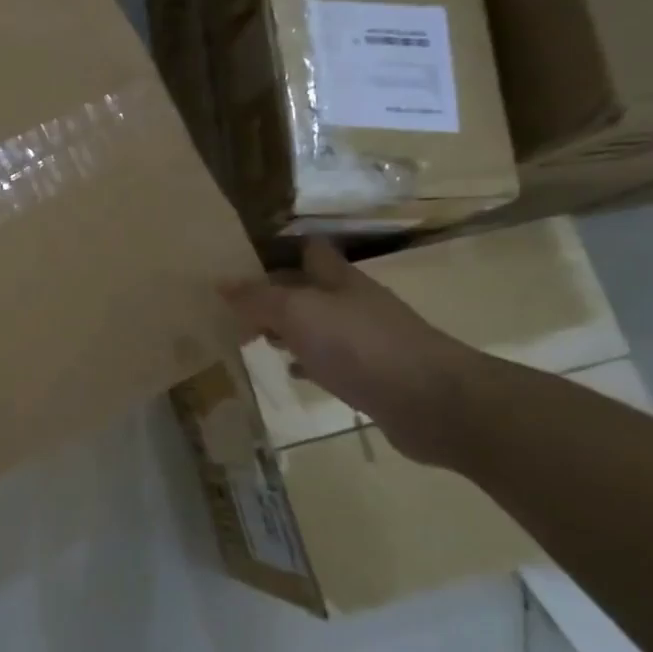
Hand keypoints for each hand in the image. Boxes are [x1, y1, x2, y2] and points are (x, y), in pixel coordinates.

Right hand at [221, 238, 481, 465]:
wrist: (432, 402)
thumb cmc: (359, 345)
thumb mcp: (297, 313)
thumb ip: (257, 298)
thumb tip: (220, 282)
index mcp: (338, 280)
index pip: (309, 250)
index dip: (280, 249)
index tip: (245, 259)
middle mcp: (354, 303)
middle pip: (311, 288)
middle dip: (276, 292)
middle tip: (235, 305)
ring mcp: (367, 339)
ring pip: (319, 325)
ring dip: (289, 329)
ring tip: (252, 338)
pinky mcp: (373, 375)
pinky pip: (331, 360)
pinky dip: (308, 361)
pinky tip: (291, 371)